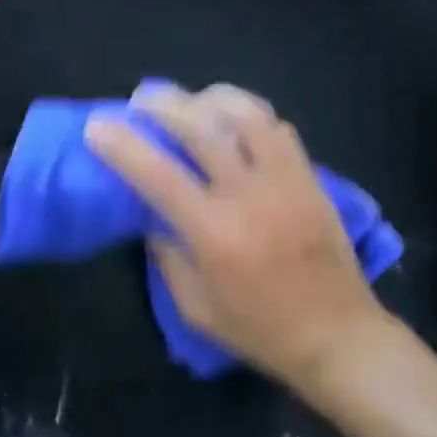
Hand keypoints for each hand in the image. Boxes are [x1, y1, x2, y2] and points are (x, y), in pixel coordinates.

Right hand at [84, 84, 391, 388]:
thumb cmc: (260, 329)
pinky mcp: (310, 178)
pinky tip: (233, 120)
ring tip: (189, 100)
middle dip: (163, 105)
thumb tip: (150, 214)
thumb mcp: (196, 307)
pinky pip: (278, 128)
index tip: (97, 126)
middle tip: (141, 100)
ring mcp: (285, 181)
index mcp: (214, 233)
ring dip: (209, 98)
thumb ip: (166, 255)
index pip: (158, 174)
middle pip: (201, 127)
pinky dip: (249, 115)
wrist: (339, 337)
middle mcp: (249, 195)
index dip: (123, 145)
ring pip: (246, 114)